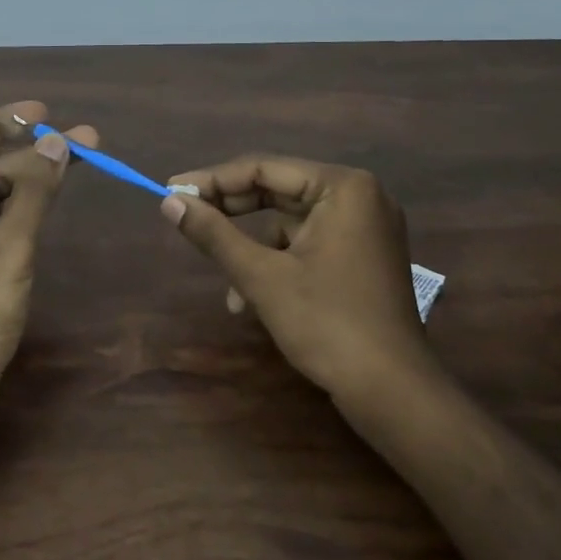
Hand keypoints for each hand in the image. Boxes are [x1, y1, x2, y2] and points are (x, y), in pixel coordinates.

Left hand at [0, 101, 94, 427]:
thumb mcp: (6, 247)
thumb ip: (33, 192)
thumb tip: (59, 143)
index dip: (2, 121)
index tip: (45, 114)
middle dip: (31, 155)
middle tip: (86, 141)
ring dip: (32, 184)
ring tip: (79, 164)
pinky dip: (23, 215)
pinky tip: (52, 205)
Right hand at [159, 155, 430, 399]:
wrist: (391, 390)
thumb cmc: (326, 323)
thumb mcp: (261, 276)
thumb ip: (214, 234)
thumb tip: (169, 202)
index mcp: (343, 187)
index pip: (264, 169)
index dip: (213, 180)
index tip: (170, 190)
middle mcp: (361, 197)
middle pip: (279, 191)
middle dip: (231, 214)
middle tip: (186, 218)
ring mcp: (366, 229)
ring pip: (290, 224)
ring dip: (253, 250)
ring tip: (228, 287)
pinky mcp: (364, 258)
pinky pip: (309, 246)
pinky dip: (278, 265)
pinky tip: (253, 301)